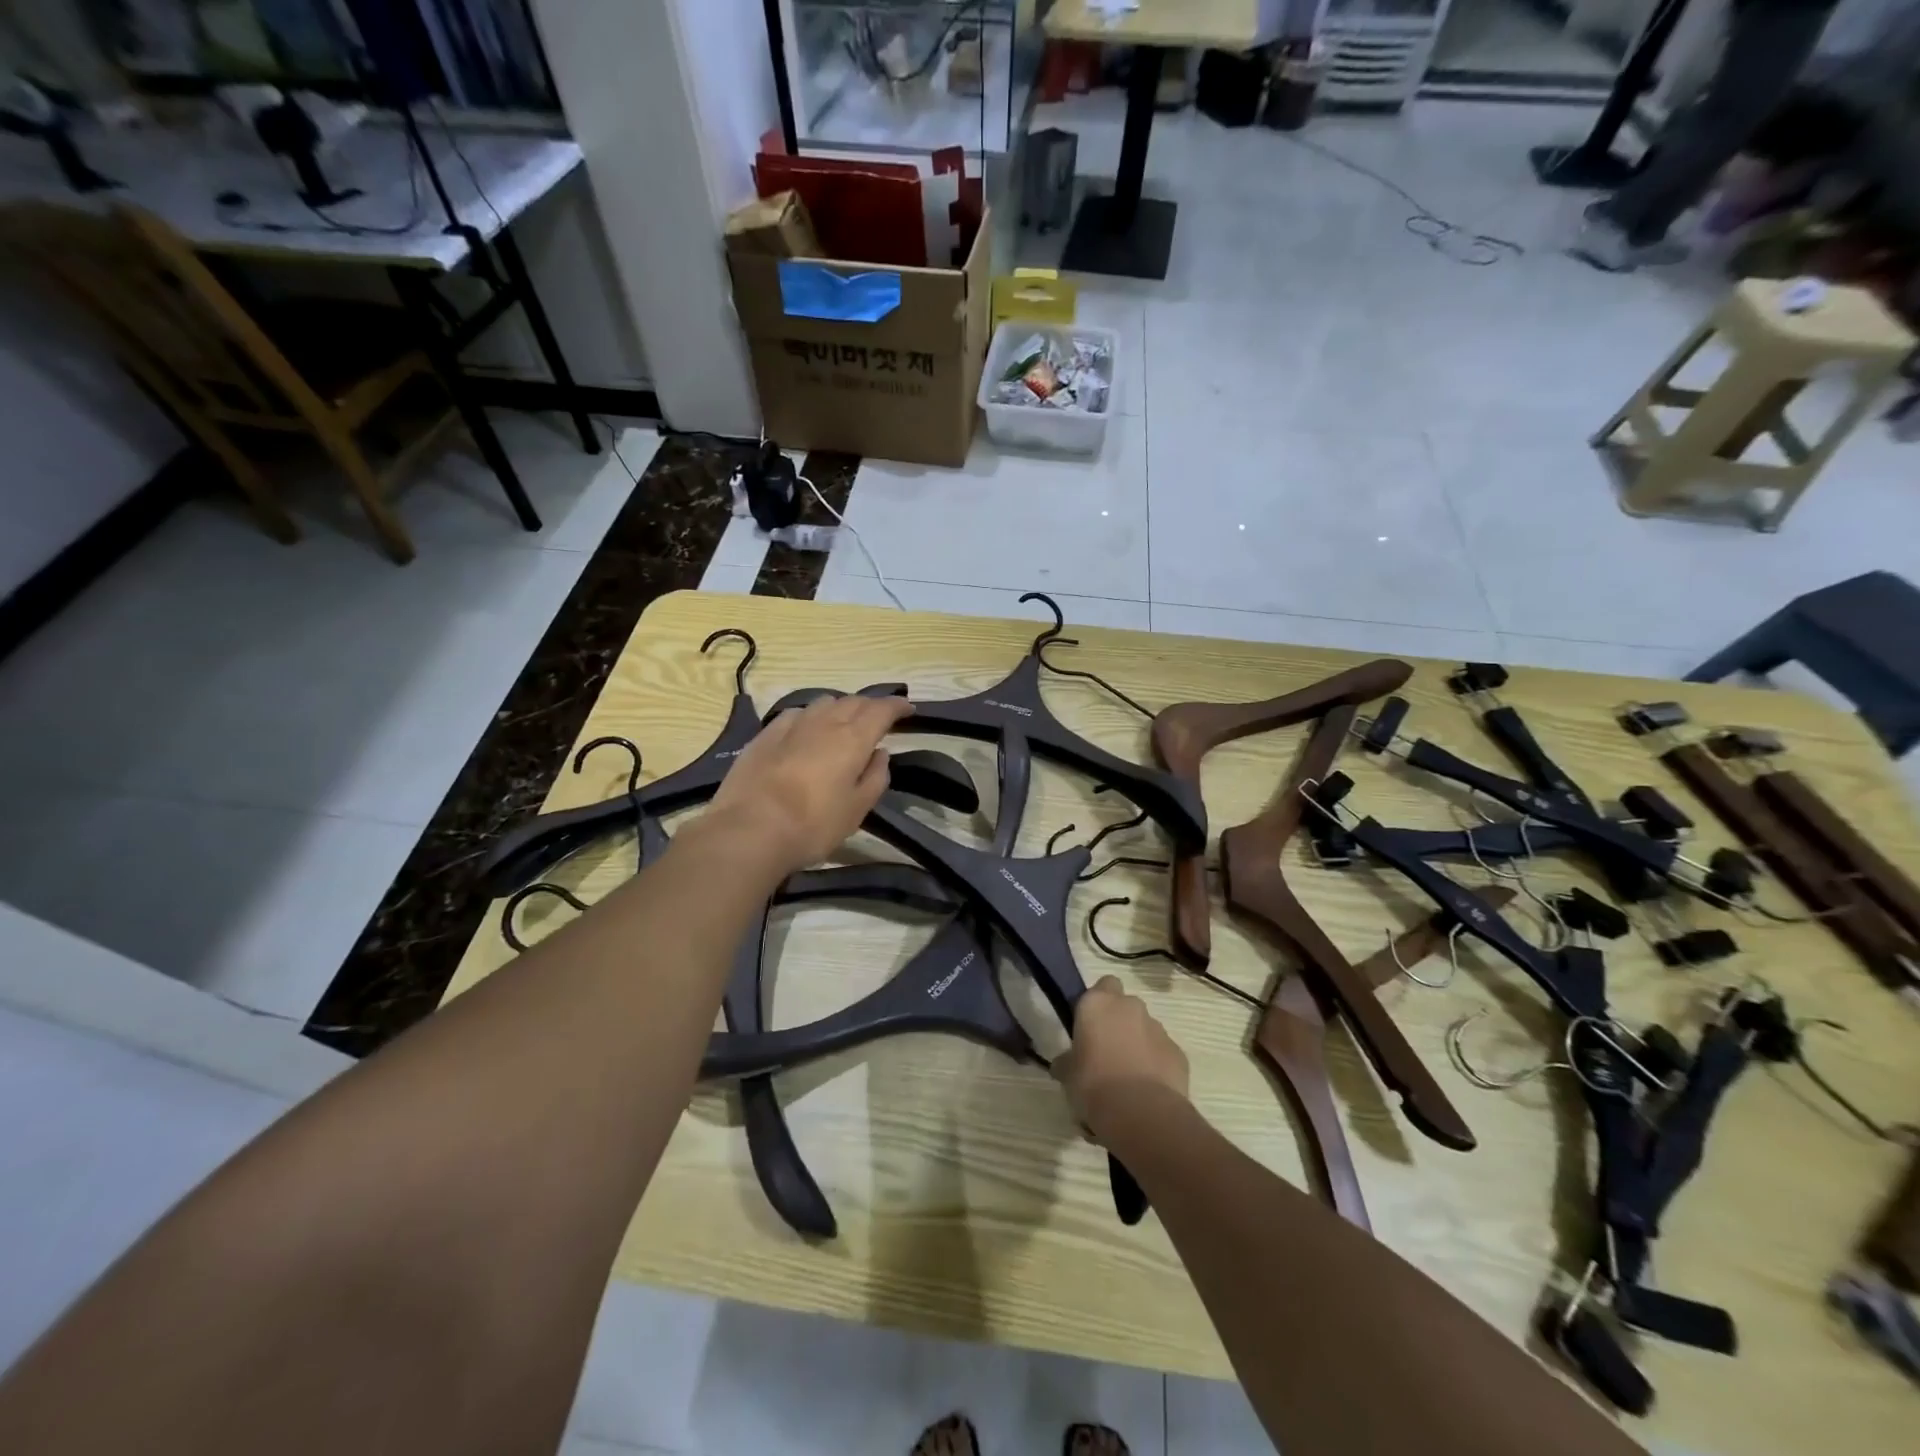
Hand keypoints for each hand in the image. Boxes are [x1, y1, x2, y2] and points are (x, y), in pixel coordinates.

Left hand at [703, 694, 913, 876]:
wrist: (749, 830)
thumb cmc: (813, 825)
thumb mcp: (857, 810)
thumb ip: (875, 777)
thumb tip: (880, 753)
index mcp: (853, 739)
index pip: (882, 710)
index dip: (897, 706)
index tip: (907, 708)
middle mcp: (825, 722)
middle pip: (853, 702)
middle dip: (870, 706)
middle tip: (879, 718)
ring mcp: (792, 725)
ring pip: (824, 703)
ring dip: (840, 708)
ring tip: (844, 723)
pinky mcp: (765, 735)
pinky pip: (796, 714)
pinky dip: (811, 717)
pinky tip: (806, 730)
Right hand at [1054, 976, 1188, 1140]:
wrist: (1141, 1113)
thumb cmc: (1094, 1085)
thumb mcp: (1067, 1075)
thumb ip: (1067, 1061)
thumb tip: (1064, 1064)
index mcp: (1098, 1003)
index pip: (1102, 985)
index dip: (1097, 1003)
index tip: (1090, 1026)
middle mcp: (1130, 1007)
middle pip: (1125, 1006)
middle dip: (1118, 1022)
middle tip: (1106, 1051)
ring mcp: (1158, 1028)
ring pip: (1145, 1028)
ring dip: (1137, 1044)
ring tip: (1127, 1078)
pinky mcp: (1178, 1052)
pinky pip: (1162, 1052)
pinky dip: (1155, 1065)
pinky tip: (1146, 1091)